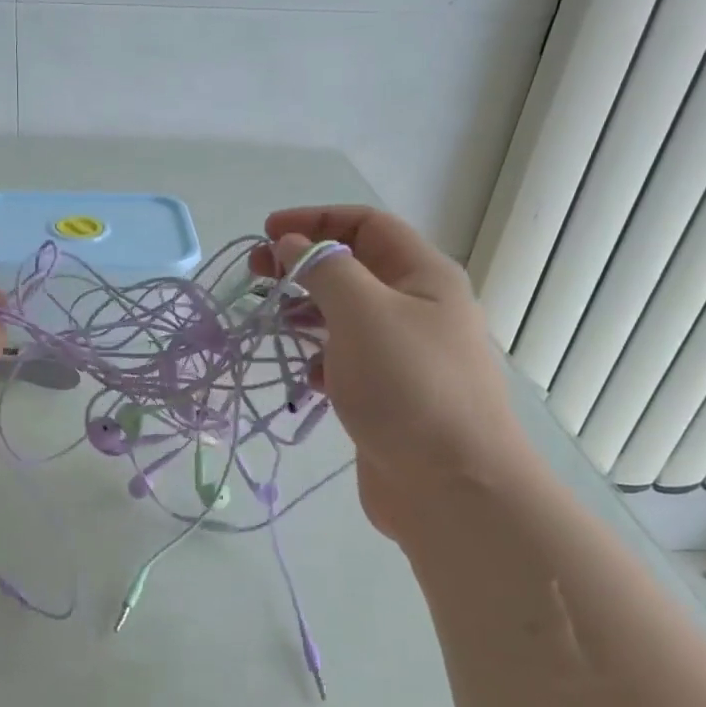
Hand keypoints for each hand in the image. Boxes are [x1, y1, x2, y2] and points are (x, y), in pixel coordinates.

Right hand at [251, 206, 533, 539]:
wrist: (452, 486)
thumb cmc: (408, 386)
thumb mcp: (363, 312)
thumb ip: (323, 270)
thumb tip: (294, 244)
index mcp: (422, 276)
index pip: (366, 226)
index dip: (315, 220)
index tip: (266, 233)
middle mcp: (417, 308)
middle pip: (353, 269)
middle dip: (303, 265)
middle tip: (254, 275)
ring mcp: (404, 355)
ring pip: (346, 317)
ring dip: (306, 312)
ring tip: (267, 321)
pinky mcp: (388, 396)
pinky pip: (346, 361)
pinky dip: (319, 359)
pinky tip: (302, 374)